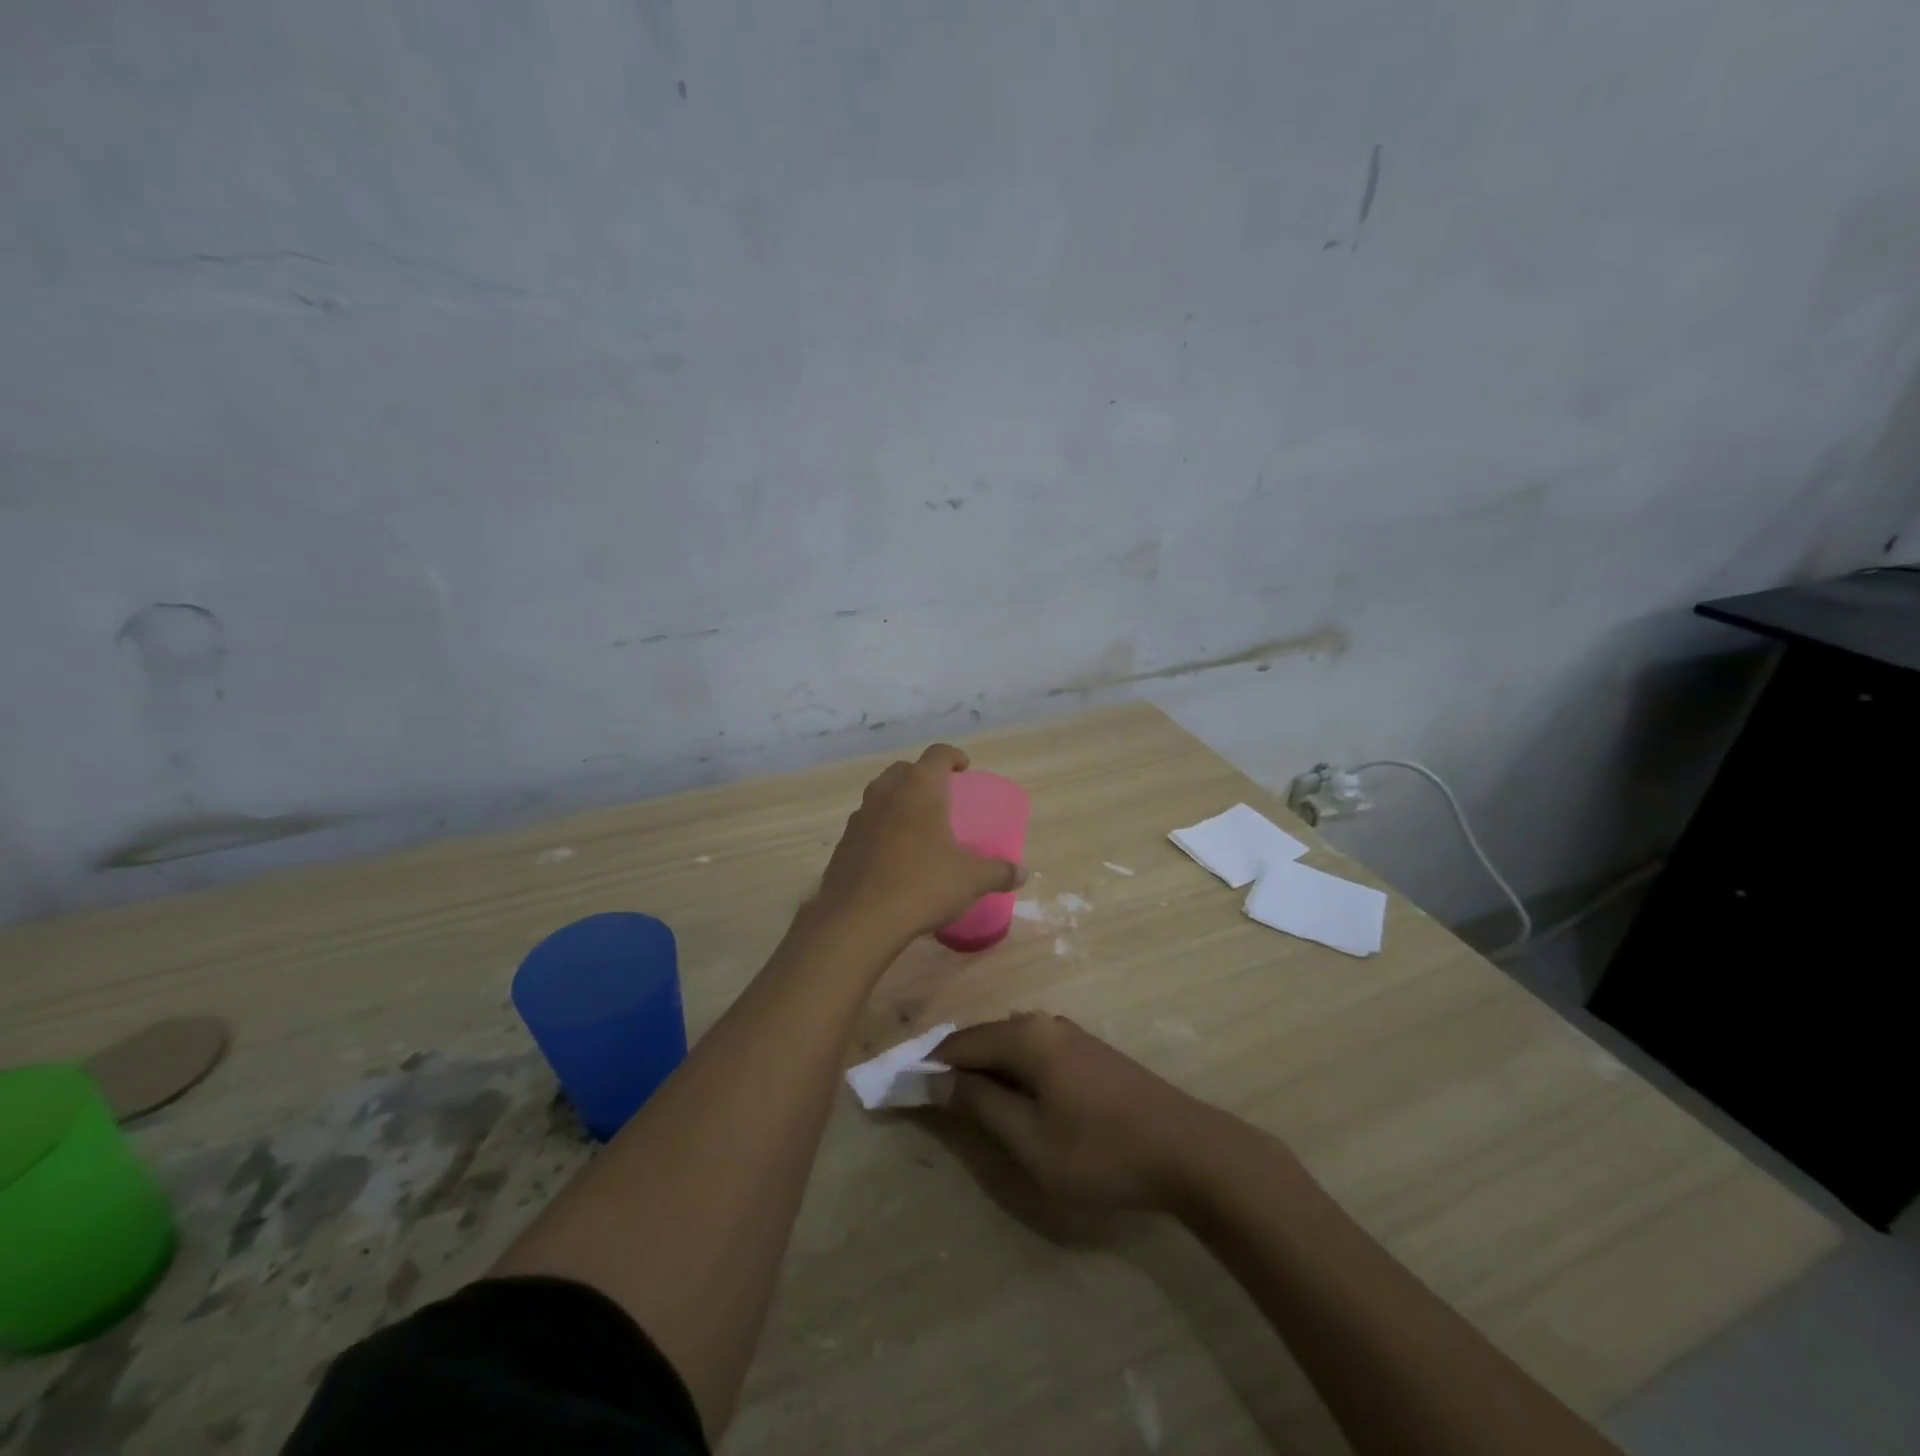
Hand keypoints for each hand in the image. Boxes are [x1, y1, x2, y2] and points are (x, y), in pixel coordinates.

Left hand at [813, 744, 1024, 944]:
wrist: (859, 918)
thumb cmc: (922, 884)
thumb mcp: (971, 880)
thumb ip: (998, 872)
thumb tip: (1022, 874)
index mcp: (919, 788)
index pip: (937, 754)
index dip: (953, 756)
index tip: (964, 768)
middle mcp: (886, 792)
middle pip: (904, 769)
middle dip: (922, 776)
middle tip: (940, 796)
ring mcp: (860, 816)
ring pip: (880, 795)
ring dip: (898, 801)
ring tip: (916, 825)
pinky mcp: (843, 843)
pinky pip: (866, 824)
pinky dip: (880, 829)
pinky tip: (892, 855)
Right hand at [935, 1013, 1222, 1212]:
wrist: (1187, 1149)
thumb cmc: (1100, 1150)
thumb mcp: (1029, 1139)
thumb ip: (979, 1104)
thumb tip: (933, 1079)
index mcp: (1025, 1036)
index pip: (960, 1042)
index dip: (929, 1065)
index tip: (902, 1088)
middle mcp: (1045, 1023)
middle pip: (984, 1038)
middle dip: (956, 1068)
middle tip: (933, 1105)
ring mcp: (1070, 1035)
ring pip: (1010, 1045)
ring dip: (986, 1071)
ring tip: (970, 1108)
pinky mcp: (1088, 1052)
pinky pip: (1034, 1053)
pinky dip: (1013, 1072)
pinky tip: (1016, 1102)